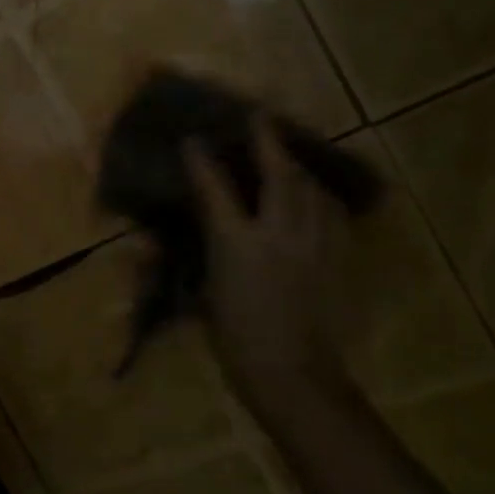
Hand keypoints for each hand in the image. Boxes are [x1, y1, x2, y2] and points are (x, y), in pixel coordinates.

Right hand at [184, 121, 349, 399]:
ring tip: (286, 155)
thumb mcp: (203, 298)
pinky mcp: (337, 259)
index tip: (192, 139)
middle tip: (260, 117)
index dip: (202, 162)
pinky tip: (315, 197)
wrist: (295, 376)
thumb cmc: (236, 341)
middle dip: (268, 141)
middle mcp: (278, 234)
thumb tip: (156, 243)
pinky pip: (332, 214)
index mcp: (237, 245)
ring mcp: (314, 245)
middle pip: (278, 175)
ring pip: (311, 189)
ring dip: (296, 166)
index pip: (215, 191)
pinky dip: (319, 197)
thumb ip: (189, 262)